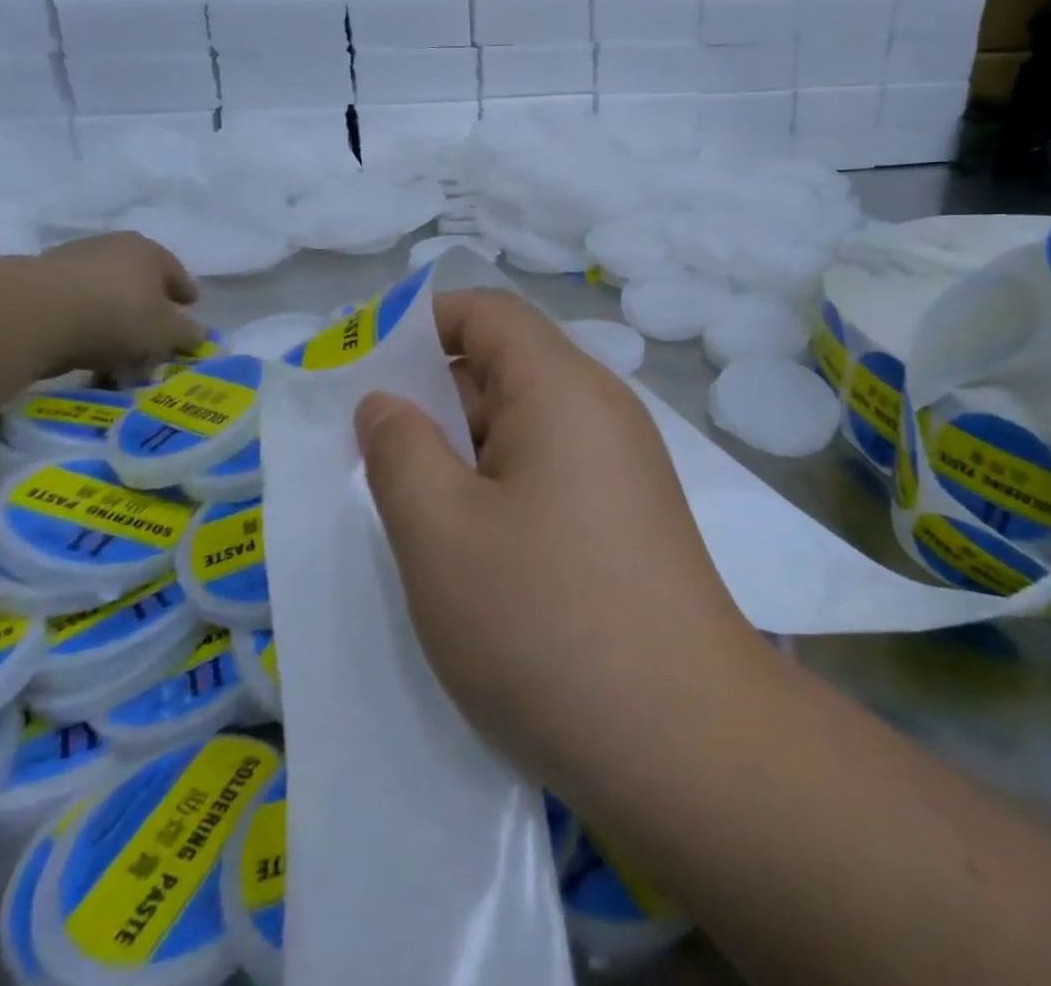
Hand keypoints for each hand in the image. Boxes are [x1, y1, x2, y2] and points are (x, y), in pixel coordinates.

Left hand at [29, 232, 204, 374]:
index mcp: (149, 251)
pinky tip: (83, 350)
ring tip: (115, 350)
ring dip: (111, 318)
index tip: (189, 308)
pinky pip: (71, 308)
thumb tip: (200, 334)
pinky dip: (81, 325)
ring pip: (102, 294)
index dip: (185, 293)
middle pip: (137, 281)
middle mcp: (111, 247)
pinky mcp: (34, 282)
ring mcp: (68, 261)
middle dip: (146, 308)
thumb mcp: (166, 332)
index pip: (176, 273)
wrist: (31, 314)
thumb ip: (187, 334)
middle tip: (153, 334)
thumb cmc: (118, 315)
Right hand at [355, 288, 770, 799]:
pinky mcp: (632, 516)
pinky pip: (554, 473)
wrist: (685, 739)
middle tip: (375, 462)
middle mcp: (604, 409)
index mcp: (563, 387)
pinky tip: (475, 552)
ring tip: (416, 514)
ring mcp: (625, 465)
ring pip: (527, 427)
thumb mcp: (440, 532)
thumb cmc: (545, 621)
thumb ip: (398, 450)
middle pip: (507, 367)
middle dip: (436, 400)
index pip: (488, 312)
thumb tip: (385, 402)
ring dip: (466, 455)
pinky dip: (504, 489)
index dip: (423, 323)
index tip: (366, 371)